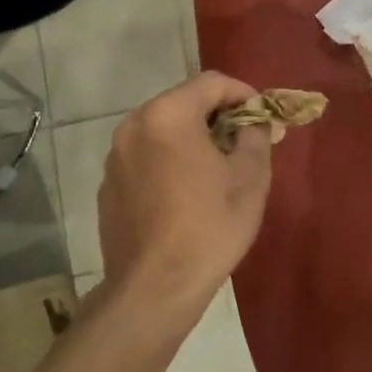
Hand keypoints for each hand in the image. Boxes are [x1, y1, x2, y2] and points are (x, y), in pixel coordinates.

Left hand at [98, 73, 273, 323]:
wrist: (154, 288)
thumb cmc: (209, 227)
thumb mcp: (250, 178)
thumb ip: (255, 136)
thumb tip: (252, 123)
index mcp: (168, 115)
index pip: (212, 82)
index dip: (243, 94)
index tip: (263, 117)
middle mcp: (134, 124)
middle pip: (183, 102)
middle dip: (217, 116)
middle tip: (244, 141)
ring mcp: (116, 156)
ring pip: (162, 129)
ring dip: (191, 138)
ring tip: (216, 168)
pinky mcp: (108, 184)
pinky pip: (145, 156)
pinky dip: (168, 160)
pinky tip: (185, 193)